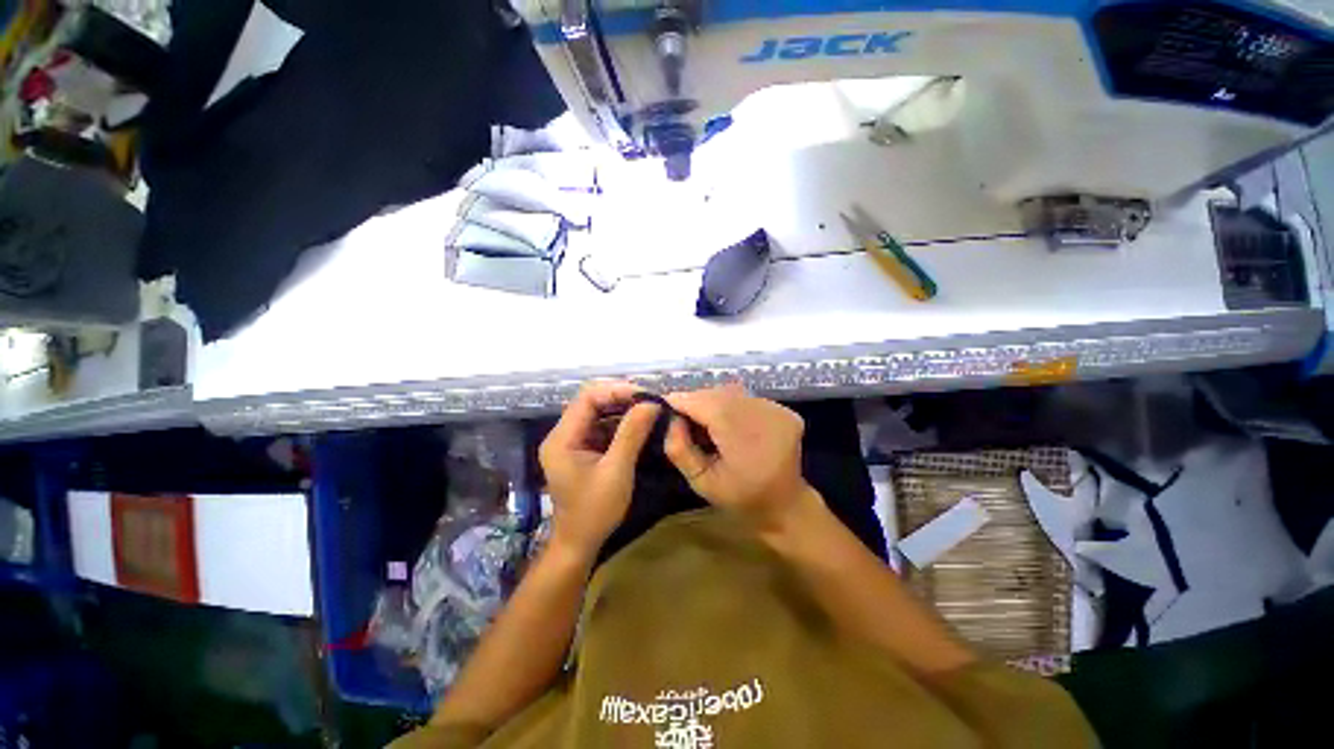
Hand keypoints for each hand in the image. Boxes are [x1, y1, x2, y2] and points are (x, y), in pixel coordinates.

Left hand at [539, 382, 659, 556]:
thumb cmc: (595, 511)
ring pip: (598, 413)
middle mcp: (563, 434)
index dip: (616, 390)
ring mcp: (572, 441)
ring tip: (650, 409)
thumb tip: (652, 403)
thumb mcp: (617, 471)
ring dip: (623, 410)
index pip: (587, 398)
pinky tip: (640, 425)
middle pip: (591, 402)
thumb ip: (632, 434)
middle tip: (650, 400)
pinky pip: (602, 427)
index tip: (645, 395)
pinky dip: (621, 424)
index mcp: (562, 438)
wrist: (579, 543)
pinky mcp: (583, 449)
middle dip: (622, 398)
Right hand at [663, 384, 818, 535]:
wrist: (785, 506)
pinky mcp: (785, 410)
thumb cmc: (739, 498)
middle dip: (696, 401)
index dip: (683, 400)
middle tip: (682, 416)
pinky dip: (732, 405)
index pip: (706, 404)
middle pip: (719, 395)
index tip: (664, 405)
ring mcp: (778, 411)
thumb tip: (672, 418)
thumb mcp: (699, 481)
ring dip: (713, 401)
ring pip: (732, 393)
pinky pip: (747, 398)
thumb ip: (679, 449)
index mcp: (744, 438)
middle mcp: (765, 416)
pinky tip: (729, 423)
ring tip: (705, 421)